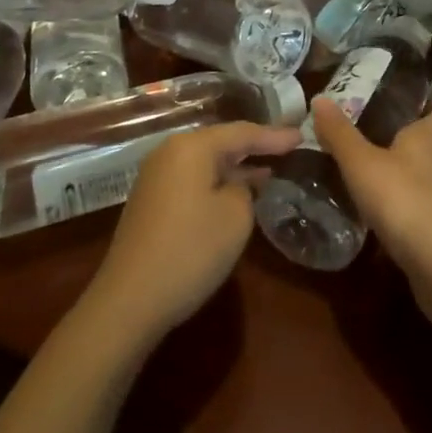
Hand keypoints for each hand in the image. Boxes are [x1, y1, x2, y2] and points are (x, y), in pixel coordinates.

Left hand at [83, 120, 301, 344]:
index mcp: (192, 146)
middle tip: (287, 148)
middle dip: (254, 147)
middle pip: (220, 141)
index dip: (274, 136)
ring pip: (205, 161)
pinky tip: (235, 193)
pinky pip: (192, 178)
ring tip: (268, 169)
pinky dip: (216, 181)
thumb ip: (245, 189)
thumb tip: (237, 183)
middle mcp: (170, 151)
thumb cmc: (190, 250)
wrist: (129, 300)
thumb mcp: (235, 216)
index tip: (301, 135)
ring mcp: (155, 176)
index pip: (242, 132)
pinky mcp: (150, 200)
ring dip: (235, 166)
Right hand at [311, 99, 431, 309]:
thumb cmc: (406, 201)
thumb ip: (340, 134)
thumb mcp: (362, 164)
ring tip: (371, 179)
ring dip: (405, 177)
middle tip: (373, 139)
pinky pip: (425, 211)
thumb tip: (319, 97)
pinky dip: (406, 210)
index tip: (419, 103)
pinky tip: (382, 219)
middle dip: (409, 142)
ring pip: (429, 179)